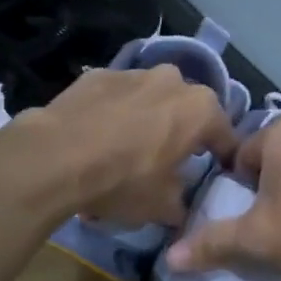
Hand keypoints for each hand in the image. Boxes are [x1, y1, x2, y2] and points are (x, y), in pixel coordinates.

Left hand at [17, 65, 237, 227]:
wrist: (56, 157)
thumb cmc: (123, 181)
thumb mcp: (161, 206)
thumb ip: (181, 205)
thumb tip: (182, 208)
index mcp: (200, 110)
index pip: (225, 136)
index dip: (224, 158)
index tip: (219, 174)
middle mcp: (172, 80)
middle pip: (187, 110)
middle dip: (183, 133)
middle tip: (171, 160)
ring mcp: (132, 73)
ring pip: (151, 99)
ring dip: (147, 119)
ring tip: (129, 149)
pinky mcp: (96, 75)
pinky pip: (116, 97)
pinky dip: (114, 113)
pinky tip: (97, 138)